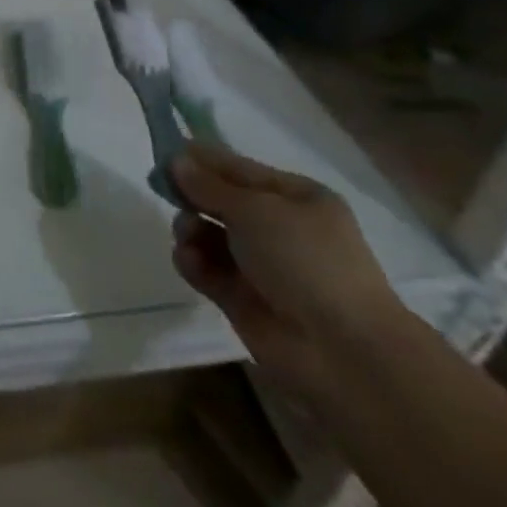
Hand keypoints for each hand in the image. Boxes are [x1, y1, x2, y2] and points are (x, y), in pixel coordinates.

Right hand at [170, 142, 405, 403]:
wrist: (342, 352)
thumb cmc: (306, 260)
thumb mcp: (255, 209)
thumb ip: (209, 185)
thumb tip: (176, 160)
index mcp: (295, 198)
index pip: (239, 169)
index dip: (202, 160)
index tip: (164, 154)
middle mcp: (279, 229)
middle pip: (221, 201)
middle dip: (192, 196)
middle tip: (164, 191)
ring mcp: (261, 267)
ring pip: (209, 235)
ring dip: (190, 229)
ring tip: (187, 235)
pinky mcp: (243, 300)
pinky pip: (207, 269)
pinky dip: (193, 262)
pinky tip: (189, 260)